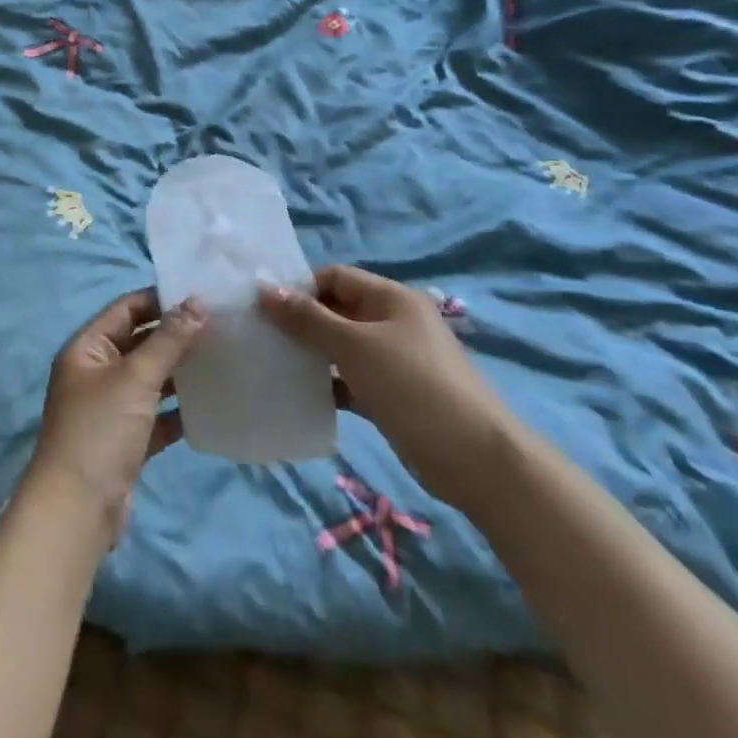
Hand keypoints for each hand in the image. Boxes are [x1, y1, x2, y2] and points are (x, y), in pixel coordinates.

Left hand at [27, 289, 204, 543]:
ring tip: (222, 357)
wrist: (78, 511)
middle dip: (175, 335)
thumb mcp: (135, 378)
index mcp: (87, 348)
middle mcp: (96, 373)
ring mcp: (110, 408)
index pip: (127, 309)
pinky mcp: (126, 440)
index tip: (202, 294)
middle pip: (139, 342)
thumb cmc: (101, 430)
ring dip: (180, 371)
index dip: (161, 299)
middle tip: (220, 324)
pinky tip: (210, 402)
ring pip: (150, 379)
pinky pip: (156, 415)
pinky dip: (178, 409)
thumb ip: (168, 340)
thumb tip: (197, 302)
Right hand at [261, 265, 513, 512]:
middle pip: (337, 310)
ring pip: (342, 347)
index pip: (335, 277)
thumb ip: (308, 319)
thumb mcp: (355, 347)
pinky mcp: (393, 395)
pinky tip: (301, 396)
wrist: (477, 460)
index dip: (300, 288)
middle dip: (301, 321)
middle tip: (261, 337)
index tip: (263, 308)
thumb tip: (264, 289)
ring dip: (311, 354)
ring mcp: (395, 360)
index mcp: (390, 297)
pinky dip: (329, 384)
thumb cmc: (413, 387)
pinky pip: (352, 379)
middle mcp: (393, 321)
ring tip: (272, 364)